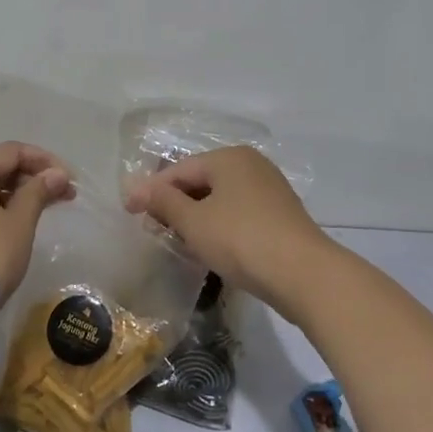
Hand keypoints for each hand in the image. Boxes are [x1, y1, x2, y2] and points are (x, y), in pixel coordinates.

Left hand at [0, 142, 74, 341]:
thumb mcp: (19, 223)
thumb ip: (38, 192)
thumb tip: (57, 173)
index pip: (11, 151)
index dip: (43, 160)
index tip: (68, 179)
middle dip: (32, 177)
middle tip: (64, 195)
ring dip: (18, 195)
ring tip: (45, 210)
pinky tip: (18, 225)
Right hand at [122, 145, 333, 316]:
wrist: (304, 274)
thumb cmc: (241, 240)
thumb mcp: (194, 222)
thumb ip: (164, 202)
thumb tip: (137, 189)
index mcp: (229, 157)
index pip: (179, 170)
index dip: (151, 190)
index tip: (128, 212)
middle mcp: (251, 165)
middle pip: (201, 181)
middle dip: (174, 203)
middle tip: (151, 227)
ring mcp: (269, 189)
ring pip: (220, 198)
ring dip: (196, 216)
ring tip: (176, 238)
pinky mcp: (280, 215)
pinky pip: (238, 213)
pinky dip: (218, 225)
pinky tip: (209, 245)